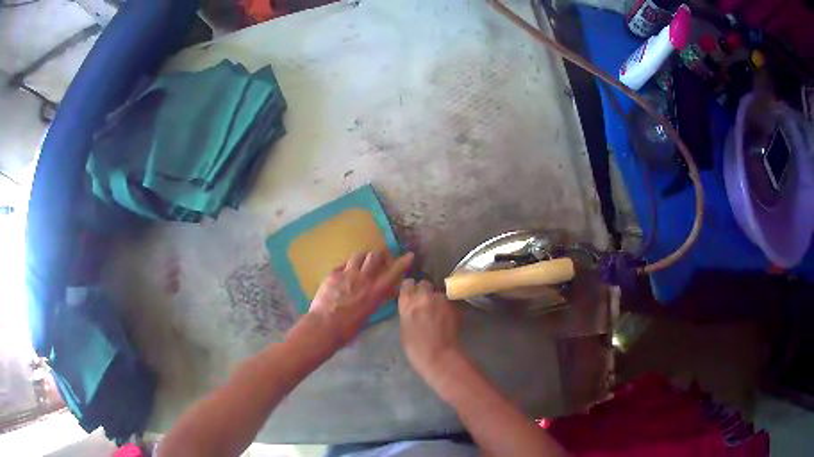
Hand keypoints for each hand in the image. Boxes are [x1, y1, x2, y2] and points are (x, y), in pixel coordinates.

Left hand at [309, 250, 413, 345]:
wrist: (324, 326)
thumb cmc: (348, 328)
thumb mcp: (368, 313)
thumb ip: (376, 299)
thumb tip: (384, 292)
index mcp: (375, 291)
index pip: (393, 273)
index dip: (403, 262)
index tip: (409, 255)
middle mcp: (362, 278)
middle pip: (374, 256)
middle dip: (379, 255)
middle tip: (379, 259)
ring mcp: (346, 274)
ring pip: (358, 255)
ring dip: (363, 257)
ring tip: (362, 261)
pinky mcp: (332, 274)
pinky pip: (342, 264)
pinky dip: (347, 266)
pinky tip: (345, 272)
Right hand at [398, 279, 460, 375]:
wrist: (439, 355)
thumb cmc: (416, 347)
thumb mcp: (404, 327)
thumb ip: (408, 311)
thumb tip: (412, 307)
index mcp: (406, 301)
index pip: (407, 284)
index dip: (411, 289)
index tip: (412, 294)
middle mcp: (423, 296)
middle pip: (424, 284)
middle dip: (425, 291)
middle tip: (426, 303)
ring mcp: (440, 299)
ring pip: (438, 293)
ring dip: (437, 300)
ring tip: (438, 313)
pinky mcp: (453, 304)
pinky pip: (448, 301)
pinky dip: (447, 307)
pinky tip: (446, 318)